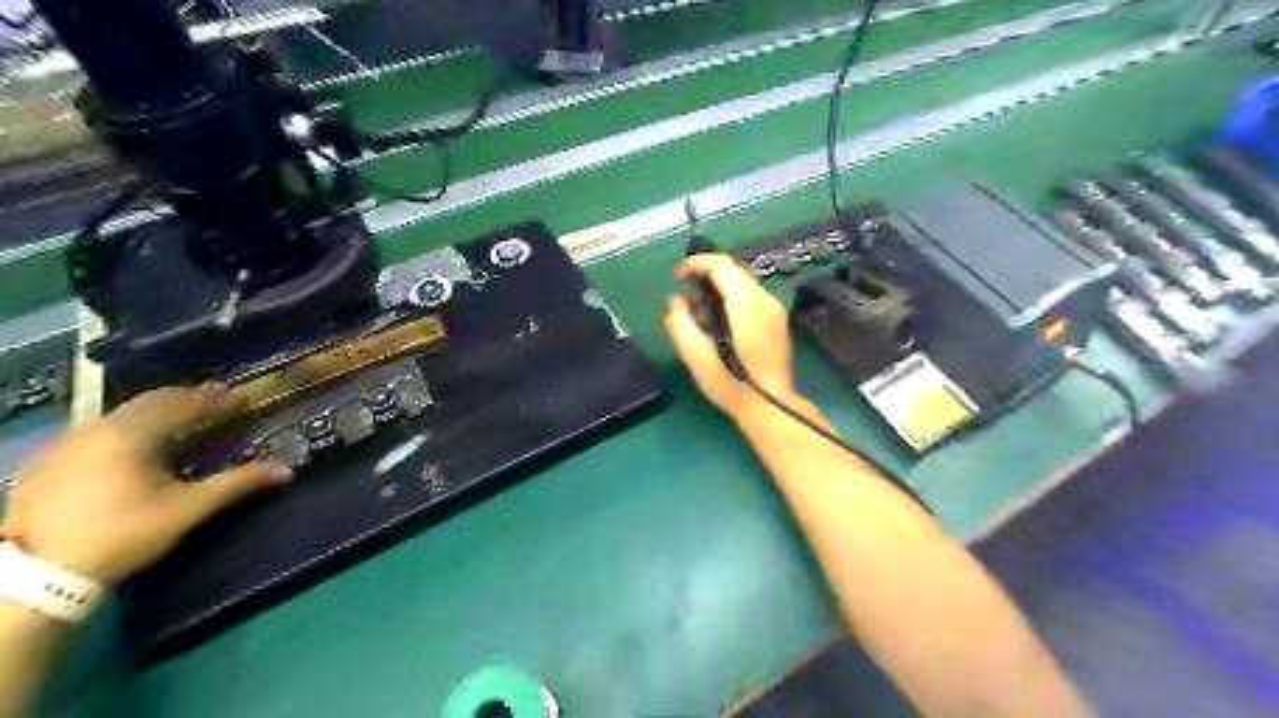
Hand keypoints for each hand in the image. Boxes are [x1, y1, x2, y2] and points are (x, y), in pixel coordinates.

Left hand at [0, 386, 290, 583]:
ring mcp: (66, 443)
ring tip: (182, 420)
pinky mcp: (47, 462)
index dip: (216, 399)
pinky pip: (99, 430)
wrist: (35, 575)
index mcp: (132, 433)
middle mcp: (97, 428)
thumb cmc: (122, 534)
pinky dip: (129, 427)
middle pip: (150, 401)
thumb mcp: (187, 510)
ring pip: (121, 414)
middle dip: (187, 399)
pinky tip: (137, 444)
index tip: (242, 397)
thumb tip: (285, 470)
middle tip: (216, 401)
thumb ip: (236, 483)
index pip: (183, 403)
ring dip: (157, 412)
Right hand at [670, 255, 795, 417]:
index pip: (721, 265)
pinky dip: (731, 300)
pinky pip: (751, 297)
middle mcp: (765, 300)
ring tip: (697, 313)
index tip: (677, 277)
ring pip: (743, 283)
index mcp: (746, 304)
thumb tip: (675, 302)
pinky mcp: (777, 322)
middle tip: (684, 295)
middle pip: (733, 271)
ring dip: (718, 289)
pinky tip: (718, 323)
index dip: (696, 263)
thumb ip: (679, 323)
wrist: (770, 407)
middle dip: (706, 276)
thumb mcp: (695, 356)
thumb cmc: (731, 384)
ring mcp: (775, 310)